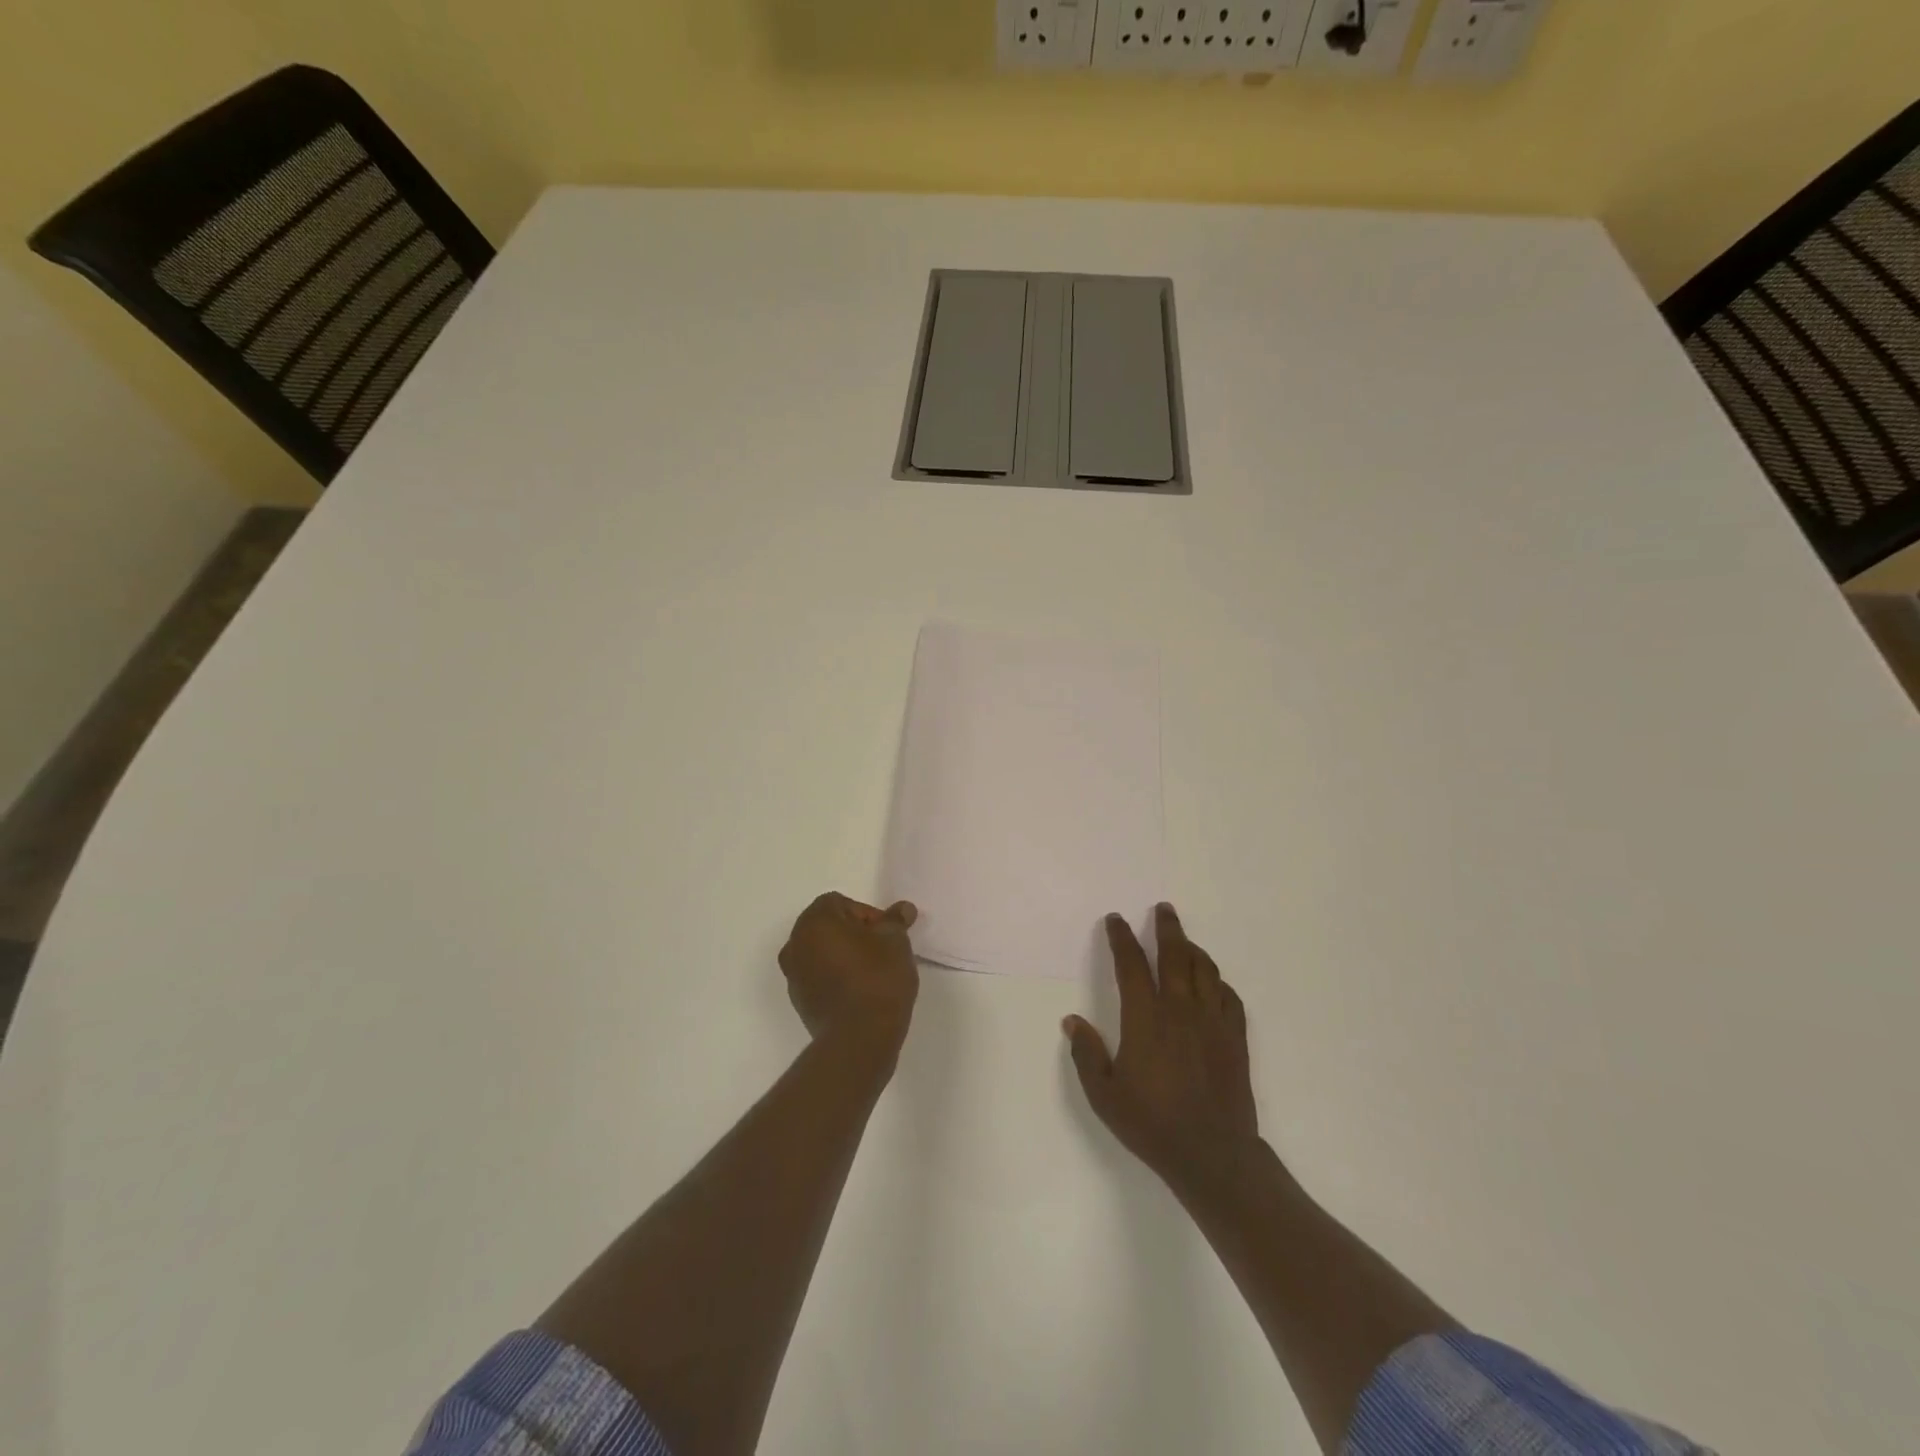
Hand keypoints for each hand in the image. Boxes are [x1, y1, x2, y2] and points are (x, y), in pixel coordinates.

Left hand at [779, 892, 919, 1054]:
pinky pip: (819, 978)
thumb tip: (903, 909)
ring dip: (844, 956)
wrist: (859, 1038)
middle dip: (855, 934)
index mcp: (814, 921)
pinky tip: (861, 992)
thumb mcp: (895, 941)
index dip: (868, 914)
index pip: (841, 903)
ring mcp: (794, 975)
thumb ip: (895, 921)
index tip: (887, 934)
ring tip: (874, 973)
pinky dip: (836, 978)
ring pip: (822, 953)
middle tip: (883, 950)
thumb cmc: (877, 978)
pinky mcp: (799, 1002)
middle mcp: (796, 944)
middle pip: (828, 927)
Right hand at [1064, 904, 1259, 1202]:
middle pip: (1176, 956)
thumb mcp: (1105, 1095)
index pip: (1132, 965)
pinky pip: (1230, 998)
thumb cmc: (1152, 1124)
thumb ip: (1087, 1054)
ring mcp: (1213, 1023)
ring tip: (1185, 941)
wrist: (1213, 1155)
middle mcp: (1181, 1010)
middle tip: (1163, 909)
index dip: (1122, 939)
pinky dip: (1220, 982)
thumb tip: (1072, 1021)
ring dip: (1194, 949)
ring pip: (1206, 971)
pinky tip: (1214, 984)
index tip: (1116, 920)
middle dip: (1167, 928)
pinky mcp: (1235, 1039)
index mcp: (1146, 1018)